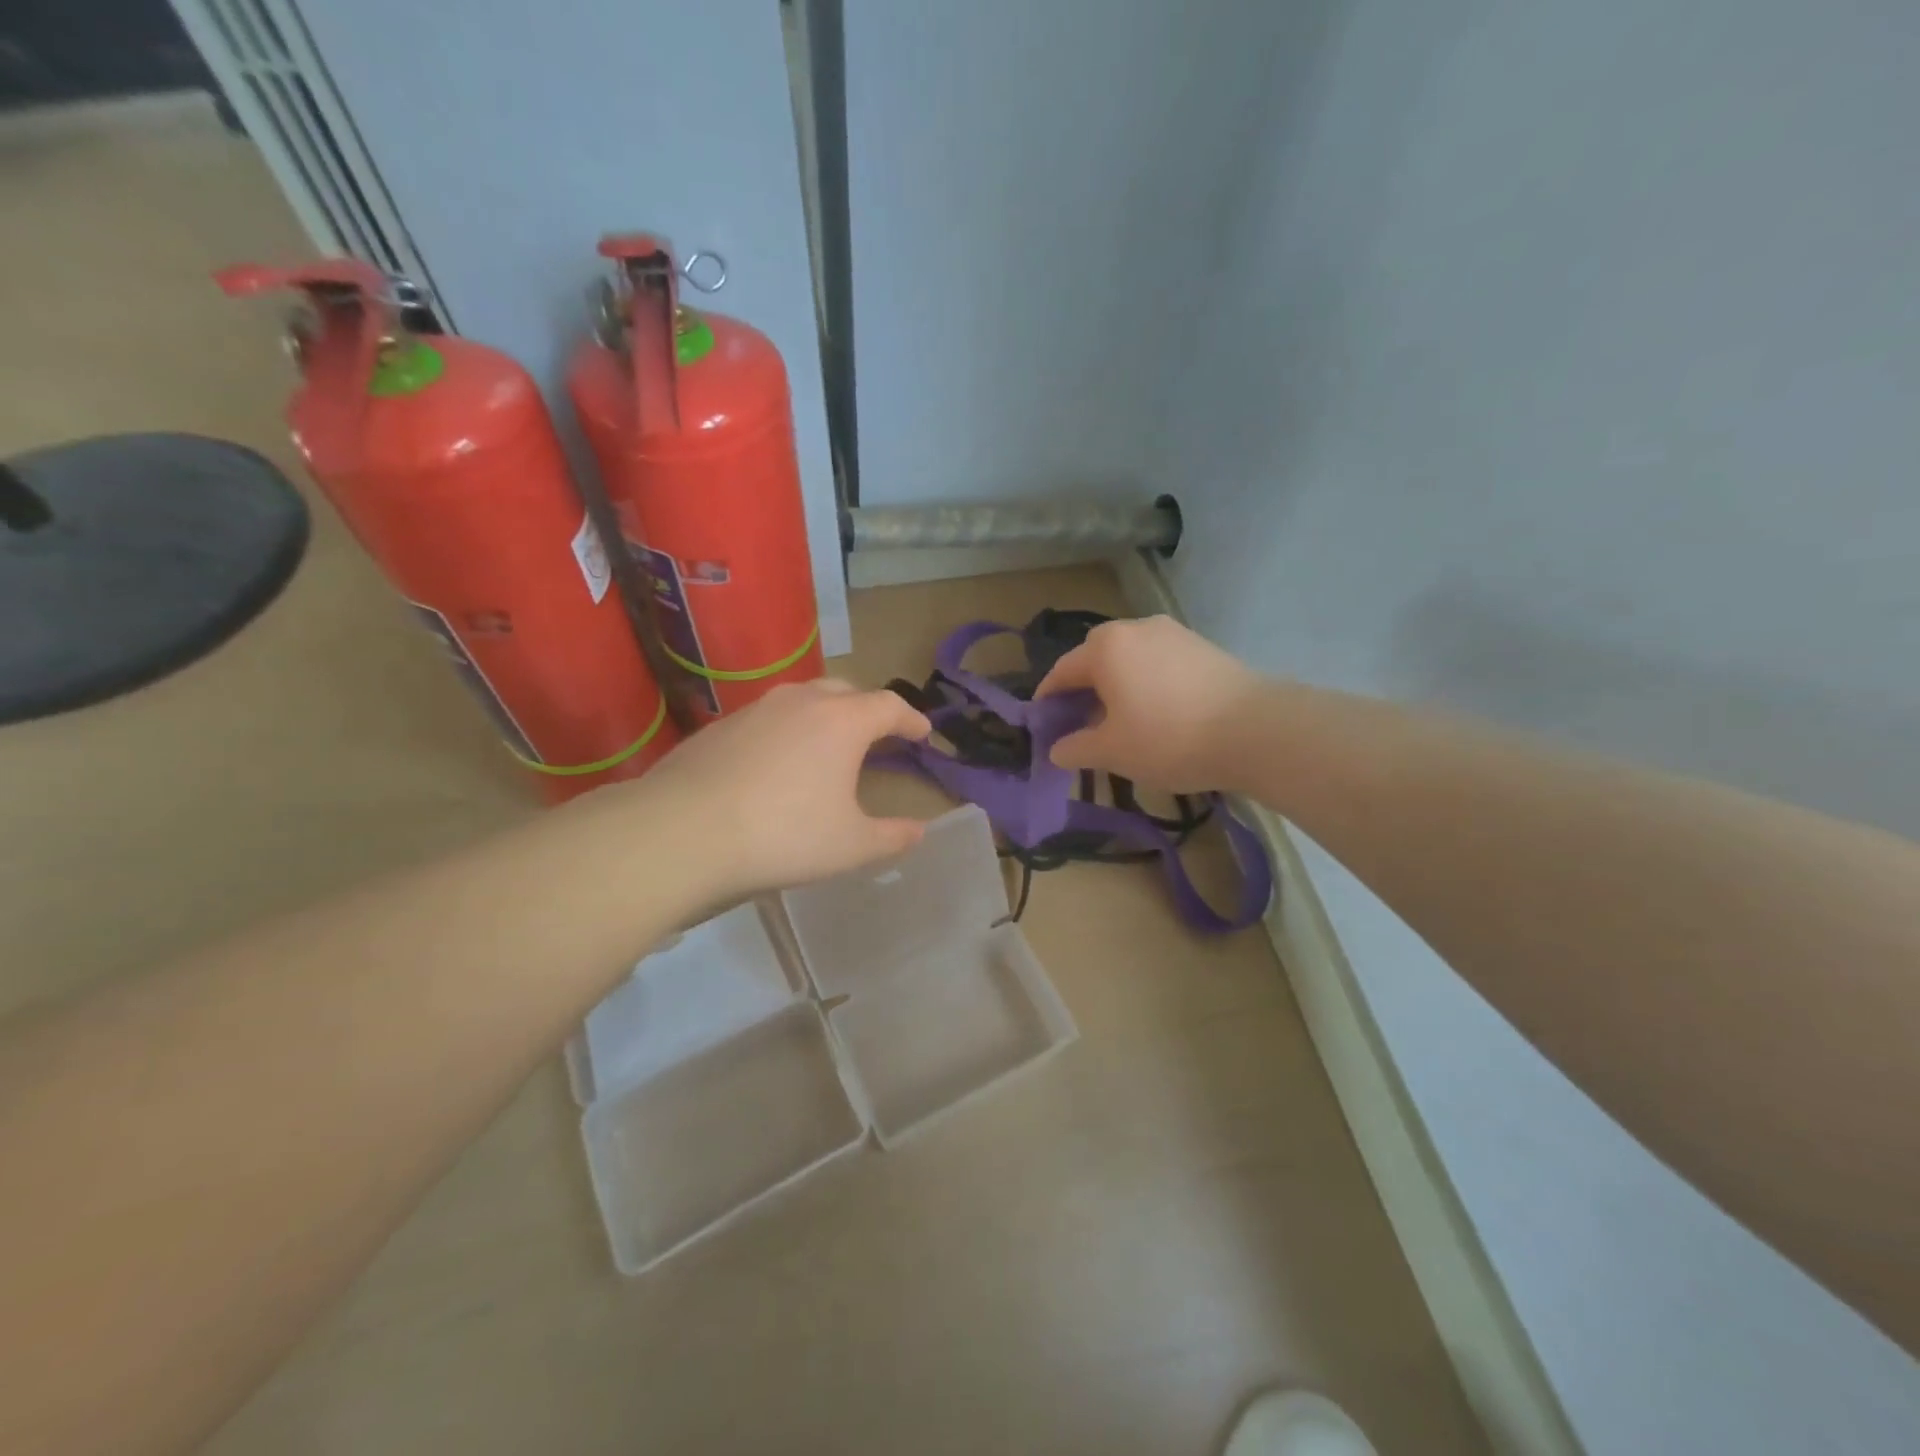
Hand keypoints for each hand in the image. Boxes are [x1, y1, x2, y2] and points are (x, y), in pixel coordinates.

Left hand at [586, 678, 931, 899]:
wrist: (683, 832)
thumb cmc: (783, 835)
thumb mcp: (850, 845)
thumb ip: (892, 837)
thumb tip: (920, 831)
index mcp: (842, 721)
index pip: (889, 706)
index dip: (912, 719)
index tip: (923, 734)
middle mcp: (801, 701)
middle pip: (846, 691)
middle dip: (868, 710)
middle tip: (878, 736)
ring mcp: (756, 709)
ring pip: (803, 699)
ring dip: (825, 716)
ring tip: (828, 745)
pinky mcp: (720, 726)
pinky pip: (767, 718)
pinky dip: (786, 731)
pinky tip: (777, 763)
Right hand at [1035, 616, 1260, 791]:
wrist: (1255, 730)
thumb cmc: (1169, 738)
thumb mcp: (1112, 752)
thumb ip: (1076, 748)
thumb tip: (1056, 749)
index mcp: (1106, 648)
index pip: (1062, 671)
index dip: (1048, 698)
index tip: (1043, 721)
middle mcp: (1135, 629)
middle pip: (1095, 657)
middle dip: (1082, 688)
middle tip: (1080, 721)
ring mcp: (1173, 633)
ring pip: (1129, 658)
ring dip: (1116, 684)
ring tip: (1119, 718)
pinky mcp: (1202, 646)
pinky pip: (1158, 661)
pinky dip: (1145, 681)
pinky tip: (1155, 710)